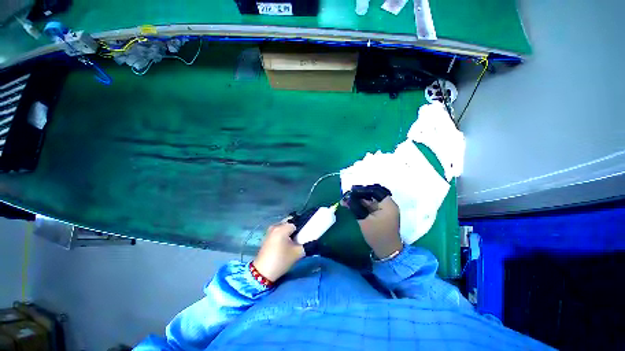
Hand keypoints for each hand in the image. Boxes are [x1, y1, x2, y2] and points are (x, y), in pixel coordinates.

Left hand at [252, 221, 304, 281]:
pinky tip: (283, 245)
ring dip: (288, 233)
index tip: (302, 239)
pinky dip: (282, 236)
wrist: (262, 272)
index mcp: (282, 228)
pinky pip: (278, 232)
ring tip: (290, 244)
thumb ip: (306, 245)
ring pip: (283, 228)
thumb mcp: (297, 253)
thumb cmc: (281, 260)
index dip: (300, 231)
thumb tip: (309, 240)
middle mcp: (275, 226)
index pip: (296, 224)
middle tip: (297, 241)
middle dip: (294, 231)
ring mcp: (269, 231)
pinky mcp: (266, 237)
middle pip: (289, 224)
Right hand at [342, 185, 402, 258]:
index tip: (352, 191)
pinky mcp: (382, 214)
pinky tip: (352, 205)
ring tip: (347, 200)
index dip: (363, 190)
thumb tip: (345, 199)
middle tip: (348, 196)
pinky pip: (371, 206)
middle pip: (373, 195)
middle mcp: (388, 205)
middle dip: (359, 195)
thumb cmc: (376, 235)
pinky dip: (362, 206)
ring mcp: (385, 210)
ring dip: (359, 200)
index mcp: (387, 204)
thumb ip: (354, 208)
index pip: (375, 190)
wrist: (386, 251)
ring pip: (371, 200)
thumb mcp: (363, 220)